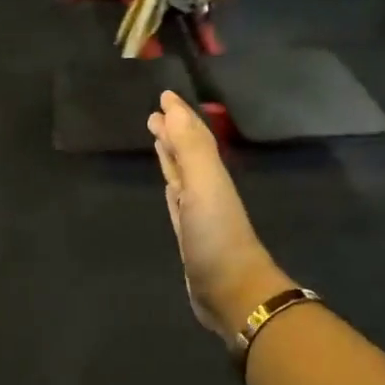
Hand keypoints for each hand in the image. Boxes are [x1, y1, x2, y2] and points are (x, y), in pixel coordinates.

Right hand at [147, 91, 291, 346]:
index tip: (164, 95)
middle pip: (187, 151)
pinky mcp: (187, 233)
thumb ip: (189, 146)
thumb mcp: (204, 183)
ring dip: (170, 154)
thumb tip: (171, 106)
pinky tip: (168, 182)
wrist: (231, 289)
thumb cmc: (216, 233)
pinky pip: (177, 198)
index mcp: (209, 171)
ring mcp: (197, 210)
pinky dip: (171, 183)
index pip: (193, 134)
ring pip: (181, 173)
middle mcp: (204, 186)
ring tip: (157, 138)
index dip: (179, 115)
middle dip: (172, 131)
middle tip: (153, 115)